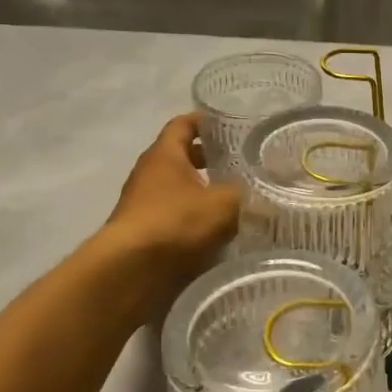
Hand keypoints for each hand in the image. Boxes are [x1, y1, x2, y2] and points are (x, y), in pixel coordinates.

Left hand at [101, 114, 239, 306]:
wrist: (130, 269)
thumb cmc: (176, 223)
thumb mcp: (223, 204)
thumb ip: (244, 194)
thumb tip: (261, 194)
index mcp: (165, 154)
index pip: (183, 124)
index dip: (205, 122)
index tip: (228, 125)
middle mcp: (149, 173)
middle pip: (180, 157)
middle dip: (208, 159)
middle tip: (238, 164)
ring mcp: (143, 203)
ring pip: (178, 188)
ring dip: (202, 191)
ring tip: (233, 200)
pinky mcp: (144, 232)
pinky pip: (174, 215)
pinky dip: (193, 218)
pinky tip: (215, 230)